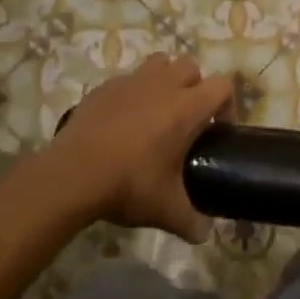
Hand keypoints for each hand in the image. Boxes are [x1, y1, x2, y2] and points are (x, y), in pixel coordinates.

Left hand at [50, 54, 234, 241]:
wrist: (72, 175)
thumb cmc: (129, 185)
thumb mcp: (166, 210)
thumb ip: (191, 222)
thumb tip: (203, 236)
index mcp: (186, 108)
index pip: (222, 86)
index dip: (227, 106)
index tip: (218, 131)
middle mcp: (162, 85)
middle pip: (191, 67)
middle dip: (196, 87)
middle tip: (188, 120)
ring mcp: (129, 82)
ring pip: (158, 63)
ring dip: (165, 80)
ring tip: (158, 112)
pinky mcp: (102, 88)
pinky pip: (127, 80)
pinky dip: (133, 93)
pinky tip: (123, 122)